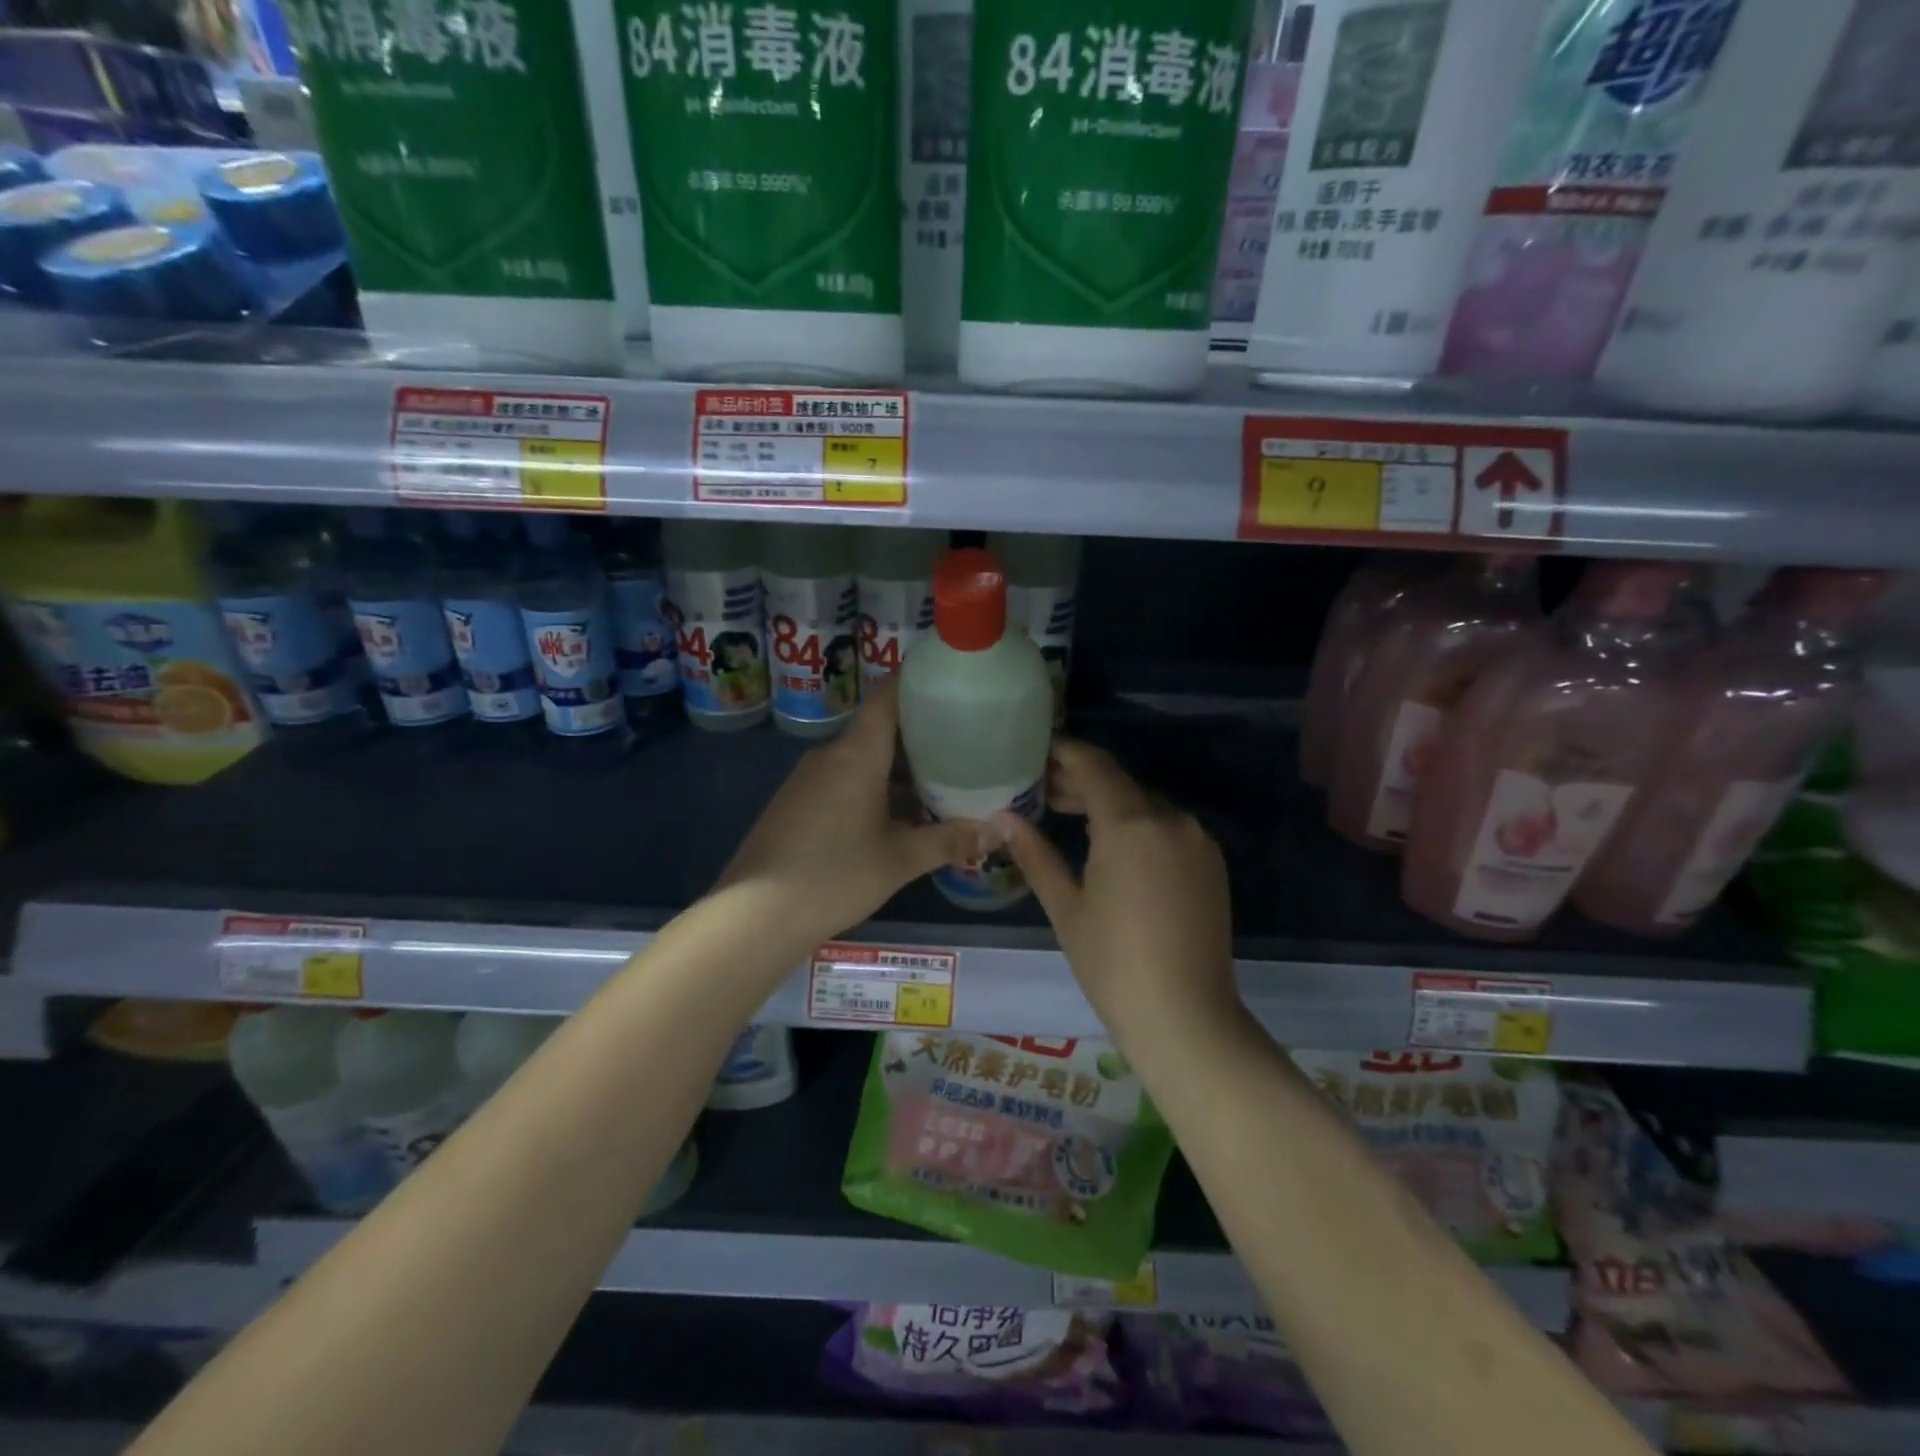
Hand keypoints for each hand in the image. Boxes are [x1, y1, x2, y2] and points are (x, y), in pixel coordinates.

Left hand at [714, 677, 974, 948]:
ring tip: (941, 784)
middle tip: (965, 744)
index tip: (951, 683)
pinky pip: (844, 780)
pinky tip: (899, 816)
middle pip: (880, 729)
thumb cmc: (834, 877)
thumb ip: (950, 840)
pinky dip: (875, 787)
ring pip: (863, 759)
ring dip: (899, 769)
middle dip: (921, 736)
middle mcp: (830, 755)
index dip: (918, 683)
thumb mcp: (900, 860)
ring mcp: (809, 779)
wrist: (755, 915)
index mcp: (856, 754)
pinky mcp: (798, 802)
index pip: (888, 697)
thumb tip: (999, 831)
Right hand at [996, 741, 1238, 1041]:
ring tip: (1069, 816)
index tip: (1034, 754)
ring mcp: (1196, 839)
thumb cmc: (1113, 964)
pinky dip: (1136, 824)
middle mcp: (1169, 819)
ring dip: (1108, 802)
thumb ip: (1034, 853)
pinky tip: (1111, 846)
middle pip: (1119, 782)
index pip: (1093, 765)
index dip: (1063, 753)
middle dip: (1079, 781)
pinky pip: (1166, 826)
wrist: (1187, 1018)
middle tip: (1040, 791)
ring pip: (1144, 803)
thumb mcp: (1066, 907)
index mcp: (1130, 824)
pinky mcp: (1210, 861)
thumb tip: (1000, 818)